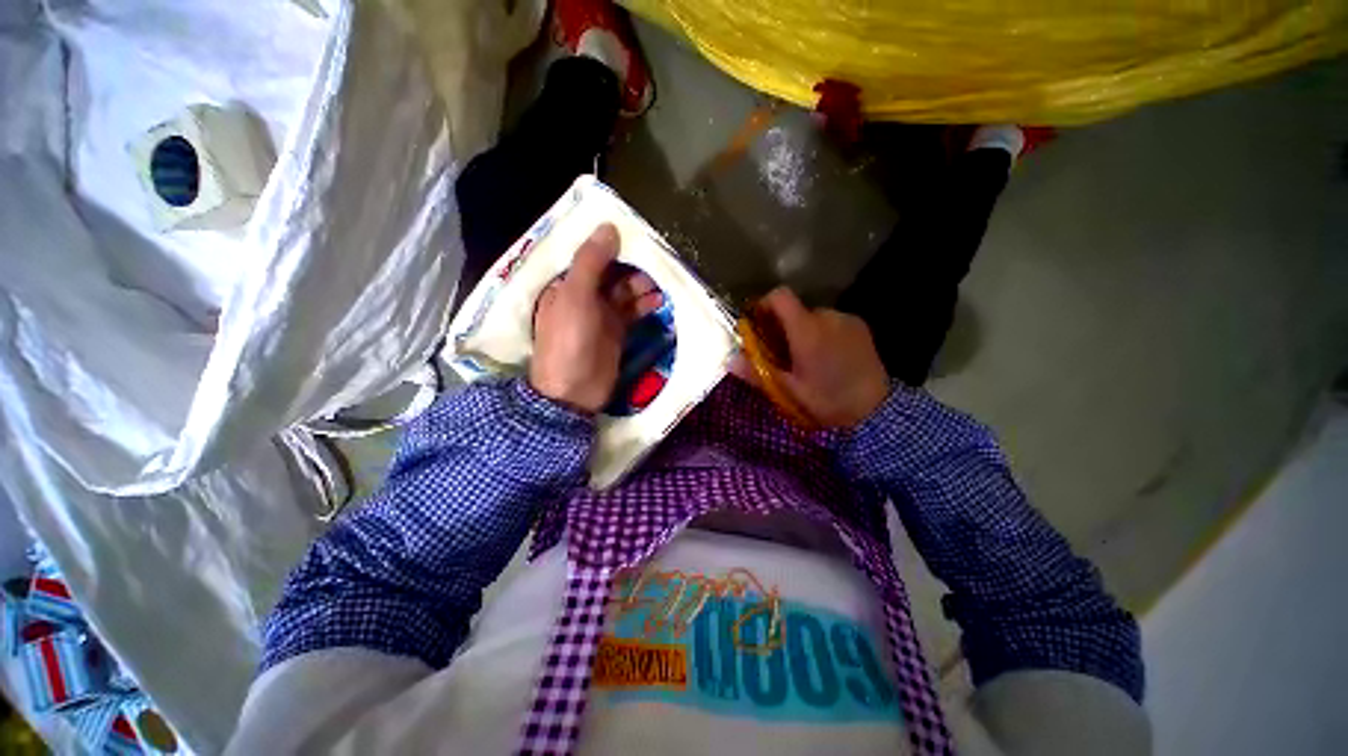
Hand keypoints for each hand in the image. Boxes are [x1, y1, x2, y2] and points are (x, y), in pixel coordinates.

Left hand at [530, 224, 660, 412]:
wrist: (575, 392)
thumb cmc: (569, 342)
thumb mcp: (575, 297)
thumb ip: (590, 262)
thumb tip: (609, 227)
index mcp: (567, 284)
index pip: (591, 256)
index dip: (611, 245)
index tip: (636, 234)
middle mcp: (584, 296)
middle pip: (611, 272)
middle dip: (632, 265)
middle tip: (656, 259)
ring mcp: (602, 314)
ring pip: (625, 291)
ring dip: (642, 285)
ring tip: (662, 281)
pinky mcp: (618, 331)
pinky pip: (634, 311)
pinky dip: (646, 305)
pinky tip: (660, 301)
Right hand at [738, 287, 890, 427]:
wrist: (876, 410)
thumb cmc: (828, 400)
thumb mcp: (788, 391)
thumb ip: (757, 373)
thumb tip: (729, 360)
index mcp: (806, 329)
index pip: (780, 296)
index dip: (764, 303)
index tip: (758, 322)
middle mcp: (826, 316)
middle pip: (795, 310)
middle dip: (783, 326)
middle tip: (782, 352)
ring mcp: (846, 320)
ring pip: (814, 317)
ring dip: (805, 330)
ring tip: (807, 358)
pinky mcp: (860, 327)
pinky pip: (832, 322)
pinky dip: (823, 333)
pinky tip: (828, 357)